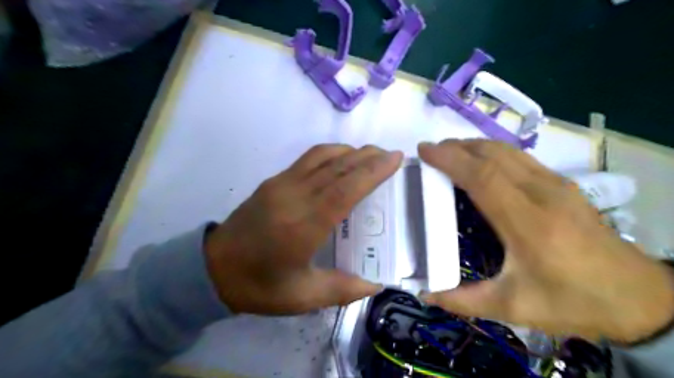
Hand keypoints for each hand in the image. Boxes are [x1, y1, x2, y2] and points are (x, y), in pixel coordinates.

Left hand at [205, 145, 401, 315]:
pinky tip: (342, 159)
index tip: (394, 159)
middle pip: (337, 168)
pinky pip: (307, 159)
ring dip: (350, 151)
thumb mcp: (301, 297)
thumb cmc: (258, 286)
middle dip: (368, 157)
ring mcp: (280, 185)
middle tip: (391, 154)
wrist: (212, 268)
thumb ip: (342, 289)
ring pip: (322, 157)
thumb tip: (376, 284)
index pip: (344, 190)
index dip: (372, 172)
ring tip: (371, 155)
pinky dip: (330, 153)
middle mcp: (293, 197)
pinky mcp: (272, 181)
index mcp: (303, 227)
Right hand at [421, 138, 671, 342]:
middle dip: (457, 147)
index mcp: (529, 223)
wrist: (639, 298)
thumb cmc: (573, 301)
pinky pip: (520, 158)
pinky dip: (492, 152)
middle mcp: (544, 194)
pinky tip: (481, 162)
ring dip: (474, 146)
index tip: (425, 150)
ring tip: (450, 151)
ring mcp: (557, 185)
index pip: (483, 177)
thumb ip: (464, 301)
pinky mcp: (564, 185)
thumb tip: (426, 294)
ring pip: (508, 151)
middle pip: (494, 155)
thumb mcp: (514, 309)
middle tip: (431, 150)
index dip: (451, 159)